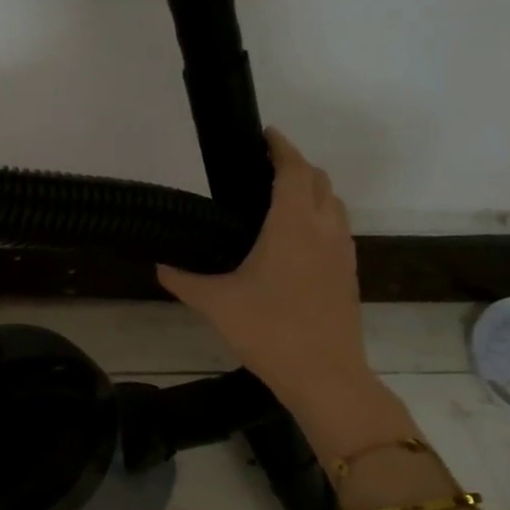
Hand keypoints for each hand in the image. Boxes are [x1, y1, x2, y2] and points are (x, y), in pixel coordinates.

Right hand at [158, 129, 406, 450]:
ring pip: (334, 204)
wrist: (325, 374)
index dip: (280, 147)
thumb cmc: (269, 331)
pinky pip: (338, 228)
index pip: (293, 169)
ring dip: (312, 191)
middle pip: (319, 180)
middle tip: (264, 169)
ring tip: (280, 201)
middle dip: (296, 166)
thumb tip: (160, 267)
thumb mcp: (216, 304)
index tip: (265, 135)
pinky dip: (320, 218)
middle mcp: (324, 228)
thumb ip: (184, 281)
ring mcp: (342, 251)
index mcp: (292, 225)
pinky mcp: (349, 273)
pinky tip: (296, 242)